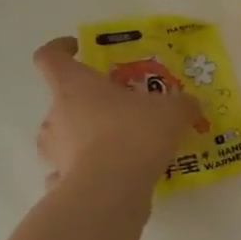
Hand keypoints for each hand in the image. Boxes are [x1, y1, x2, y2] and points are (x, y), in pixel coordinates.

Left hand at [32, 38, 203, 190]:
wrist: (111, 190)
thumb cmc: (135, 134)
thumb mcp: (173, 111)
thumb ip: (182, 104)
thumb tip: (189, 104)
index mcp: (75, 87)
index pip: (51, 57)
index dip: (61, 49)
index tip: (79, 48)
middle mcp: (56, 115)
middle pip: (65, 100)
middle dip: (91, 103)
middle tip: (123, 108)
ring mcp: (54, 152)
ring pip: (67, 137)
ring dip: (87, 138)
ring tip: (122, 147)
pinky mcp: (60, 183)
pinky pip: (70, 171)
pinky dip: (85, 171)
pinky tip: (111, 176)